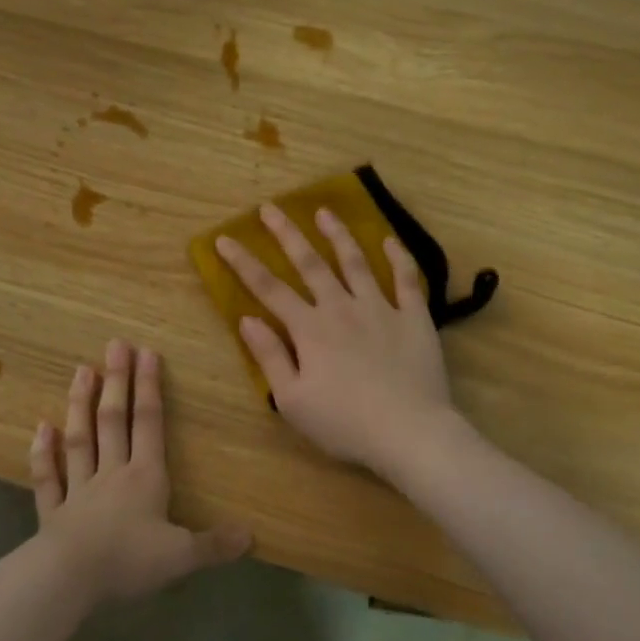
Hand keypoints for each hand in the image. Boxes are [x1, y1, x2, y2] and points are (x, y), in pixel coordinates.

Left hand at [27, 339, 250, 605]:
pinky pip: (48, 477)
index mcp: (145, 479)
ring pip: (80, 439)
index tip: (147, 353)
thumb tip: (251, 536)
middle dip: (117, 382)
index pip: (149, 424)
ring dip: (80, 404)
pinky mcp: (53, 511)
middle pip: (114, 421)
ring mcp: (78, 490)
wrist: (67, 579)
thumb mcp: (182, 557)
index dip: (150, 388)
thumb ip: (215, 545)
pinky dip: (43, 452)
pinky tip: (40, 427)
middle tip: (114, 345)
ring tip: (81, 370)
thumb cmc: (128, 562)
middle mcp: (111, 474)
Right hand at [215, 205, 457, 476]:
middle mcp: (342, 308)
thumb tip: (246, 319)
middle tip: (270, 208)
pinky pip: (407, 280)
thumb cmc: (344, 423)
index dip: (243, 263)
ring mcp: (381, 309)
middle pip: (310, 264)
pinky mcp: (414, 318)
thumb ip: (269, 357)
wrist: (409, 432)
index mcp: (309, 329)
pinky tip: (389, 241)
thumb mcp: (293, 400)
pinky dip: (398, 258)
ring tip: (324, 212)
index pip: (268, 289)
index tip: (224, 239)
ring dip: (338, 235)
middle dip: (287, 234)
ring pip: (356, 262)